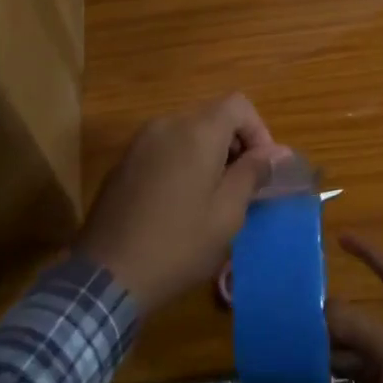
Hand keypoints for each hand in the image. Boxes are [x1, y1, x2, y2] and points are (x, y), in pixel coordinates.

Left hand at [75, 94, 286, 313]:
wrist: (106, 276)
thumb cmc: (177, 244)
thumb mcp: (227, 214)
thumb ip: (253, 174)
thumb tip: (276, 152)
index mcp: (197, 131)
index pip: (239, 105)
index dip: (259, 131)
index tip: (262, 169)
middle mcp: (168, 124)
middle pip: (213, 117)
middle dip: (235, 145)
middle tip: (242, 188)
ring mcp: (140, 142)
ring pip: (188, 133)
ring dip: (208, 155)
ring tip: (212, 198)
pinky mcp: (123, 163)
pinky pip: (164, 149)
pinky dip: (181, 163)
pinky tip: (178, 205)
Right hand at [241, 235, 382, 382]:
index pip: (348, 317)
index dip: (314, 311)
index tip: (284, 293)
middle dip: (370, 261)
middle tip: (334, 247)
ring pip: (381, 326)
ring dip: (350, 322)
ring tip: (305, 325)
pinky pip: (380, 356)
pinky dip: (355, 354)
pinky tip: (324, 371)